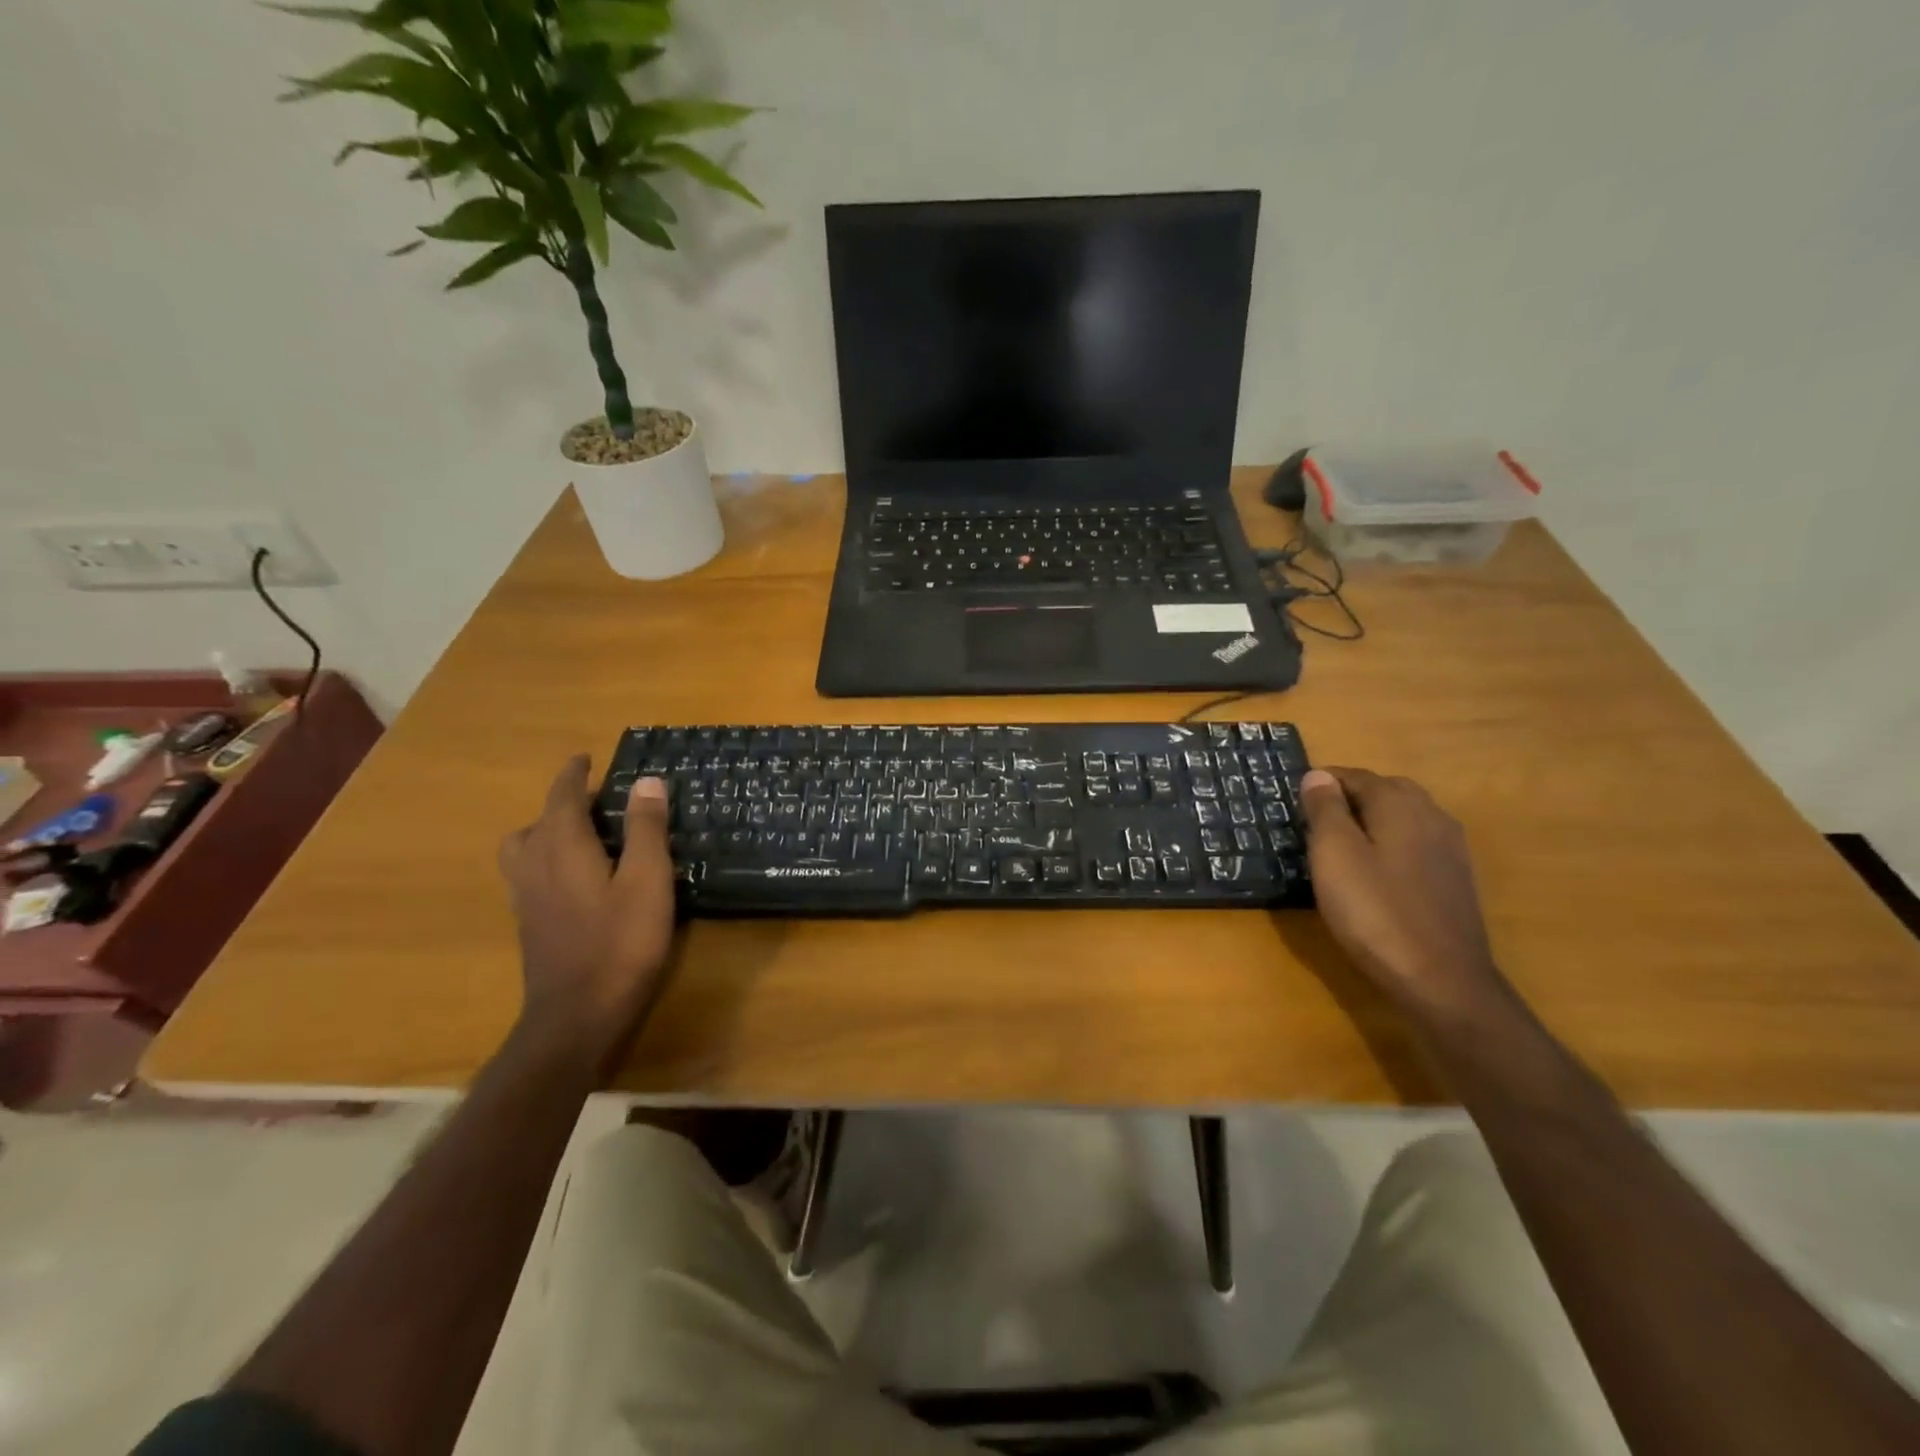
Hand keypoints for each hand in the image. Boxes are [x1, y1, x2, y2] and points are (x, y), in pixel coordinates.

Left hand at [498, 756, 675, 1061]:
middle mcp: (535, 867)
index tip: (585, 758)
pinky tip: (575, 880)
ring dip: (545, 833)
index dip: (573, 775)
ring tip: (580, 837)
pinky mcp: (530, 926)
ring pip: (523, 851)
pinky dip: (546, 861)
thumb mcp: (648, 880)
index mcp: (563, 848)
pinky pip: (529, 876)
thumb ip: (646, 829)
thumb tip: (646, 781)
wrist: (577, 1016)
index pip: (562, 798)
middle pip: (535, 823)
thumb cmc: (621, 943)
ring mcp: (527, 899)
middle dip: (560, 804)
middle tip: (593, 802)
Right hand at [1297, 767, 1506, 1021]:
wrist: (1441, 979)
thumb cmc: (1375, 911)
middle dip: (1349, 797)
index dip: (1322, 783)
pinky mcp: (1455, 879)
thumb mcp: (1334, 854)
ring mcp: (1449, 848)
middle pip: (1384, 791)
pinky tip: (1375, 871)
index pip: (1355, 776)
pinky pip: (1416, 844)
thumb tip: (1318, 774)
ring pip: (1404, 817)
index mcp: (1399, 804)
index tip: (1294, 800)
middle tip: (1313, 820)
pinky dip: (1390, 844)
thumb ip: (1325, 809)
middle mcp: (1431, 815)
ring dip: (1371, 821)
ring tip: (1340, 844)